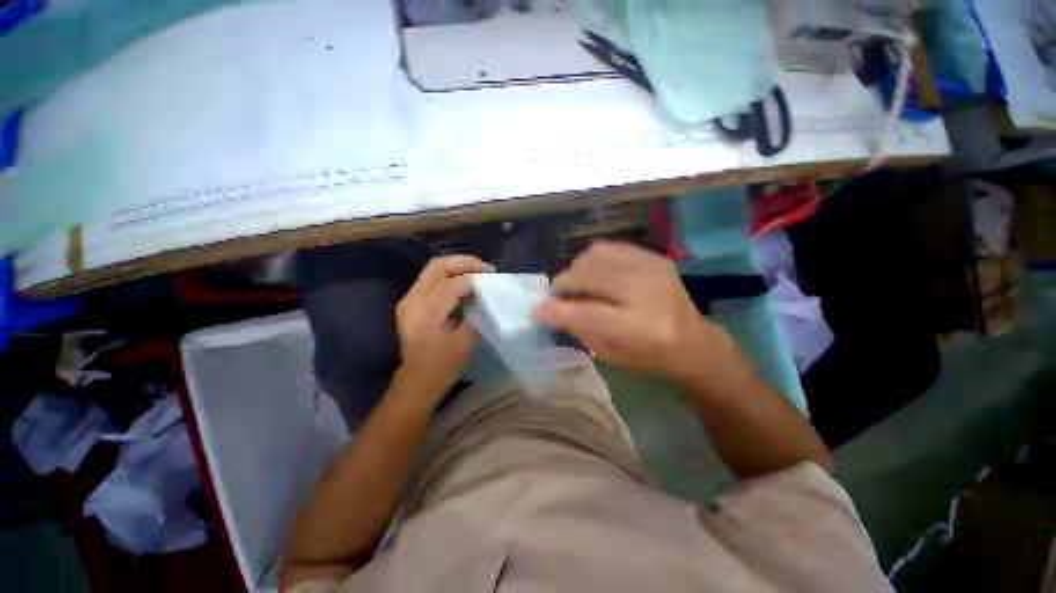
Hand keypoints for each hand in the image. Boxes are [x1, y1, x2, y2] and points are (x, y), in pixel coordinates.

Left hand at [395, 255, 491, 400]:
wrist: (417, 382)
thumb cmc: (441, 366)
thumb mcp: (463, 342)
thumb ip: (474, 315)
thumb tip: (484, 299)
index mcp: (424, 310)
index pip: (452, 283)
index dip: (474, 280)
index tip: (492, 282)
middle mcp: (413, 299)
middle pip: (438, 266)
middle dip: (464, 263)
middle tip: (486, 269)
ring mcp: (410, 299)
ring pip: (434, 270)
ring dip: (458, 268)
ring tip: (479, 273)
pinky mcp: (413, 303)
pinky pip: (432, 280)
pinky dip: (451, 277)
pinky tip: (466, 284)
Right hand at [534, 242, 749, 388]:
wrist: (694, 341)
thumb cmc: (650, 356)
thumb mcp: (611, 354)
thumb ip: (579, 328)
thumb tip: (550, 308)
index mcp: (639, 328)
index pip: (585, 313)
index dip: (554, 310)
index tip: (535, 311)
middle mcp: (646, 291)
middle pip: (588, 276)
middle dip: (562, 284)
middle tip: (555, 295)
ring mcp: (652, 268)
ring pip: (595, 257)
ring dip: (575, 270)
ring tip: (573, 284)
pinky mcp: (654, 257)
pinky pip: (609, 247)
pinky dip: (592, 258)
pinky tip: (591, 272)